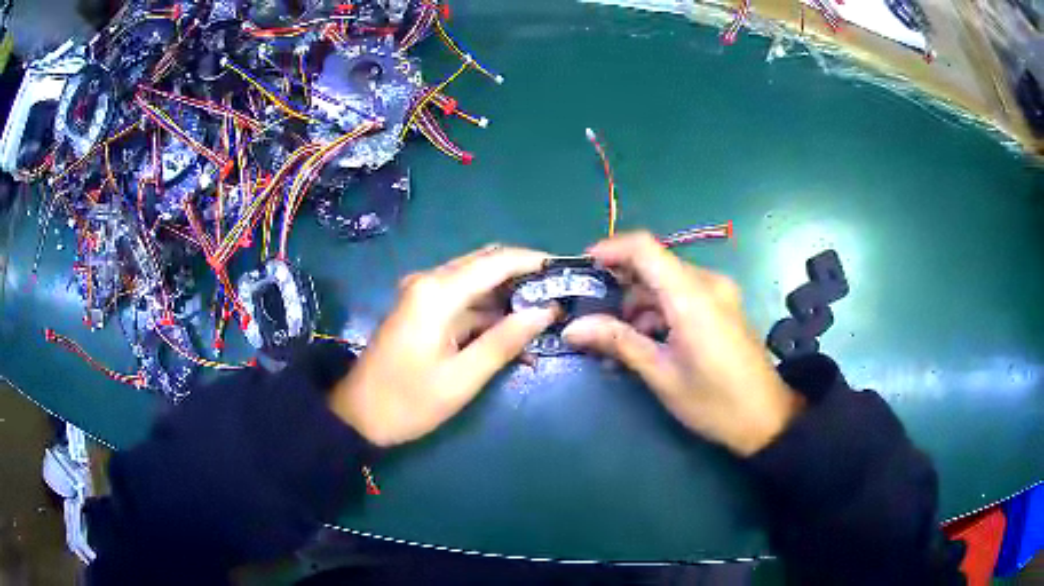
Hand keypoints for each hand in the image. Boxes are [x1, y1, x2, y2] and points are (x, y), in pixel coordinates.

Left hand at [330, 245, 557, 446]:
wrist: (357, 416)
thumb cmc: (408, 401)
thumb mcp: (462, 378)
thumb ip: (504, 341)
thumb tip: (546, 311)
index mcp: (437, 292)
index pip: (496, 261)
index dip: (533, 261)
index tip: (566, 270)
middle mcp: (429, 281)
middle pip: (486, 264)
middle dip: (523, 276)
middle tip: (559, 294)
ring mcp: (423, 294)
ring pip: (476, 281)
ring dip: (508, 295)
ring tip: (544, 315)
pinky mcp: (421, 309)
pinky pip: (462, 299)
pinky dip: (488, 310)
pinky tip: (512, 331)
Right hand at [562, 232, 802, 455]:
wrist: (767, 418)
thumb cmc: (714, 401)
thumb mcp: (662, 374)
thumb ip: (619, 342)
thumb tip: (572, 328)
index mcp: (691, 296)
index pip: (644, 248)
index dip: (609, 250)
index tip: (582, 270)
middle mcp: (707, 283)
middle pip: (653, 264)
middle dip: (620, 285)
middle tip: (593, 315)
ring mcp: (719, 293)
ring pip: (667, 280)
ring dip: (640, 302)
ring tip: (619, 339)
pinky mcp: (723, 305)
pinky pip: (683, 293)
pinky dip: (660, 309)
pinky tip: (649, 340)